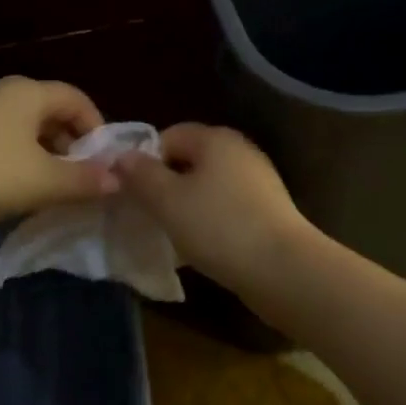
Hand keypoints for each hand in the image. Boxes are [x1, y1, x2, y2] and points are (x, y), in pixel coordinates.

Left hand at [0, 77, 117, 225]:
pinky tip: (9, 185)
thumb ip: (85, 180)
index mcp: (26, 92)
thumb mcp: (43, 182)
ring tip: (46, 185)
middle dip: (69, 143)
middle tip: (77, 177)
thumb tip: (117, 180)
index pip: (76, 98)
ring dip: (41, 151)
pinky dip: (14, 155)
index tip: (103, 161)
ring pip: (21, 125)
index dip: (96, 127)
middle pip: (48, 110)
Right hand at [114, 124, 312, 297]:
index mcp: (216, 139)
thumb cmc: (219, 226)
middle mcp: (240, 151)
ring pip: (208, 187)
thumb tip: (122, 156)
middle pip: (189, 161)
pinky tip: (200, 247)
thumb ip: (141, 175)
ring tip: (170, 235)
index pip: (169, 135)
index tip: (130, 191)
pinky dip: (209, 222)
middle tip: (146, 214)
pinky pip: (226, 208)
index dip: (144, 160)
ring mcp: (258, 181)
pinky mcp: (268, 211)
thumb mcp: (168, 200)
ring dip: (186, 207)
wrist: (283, 269)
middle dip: (164, 185)